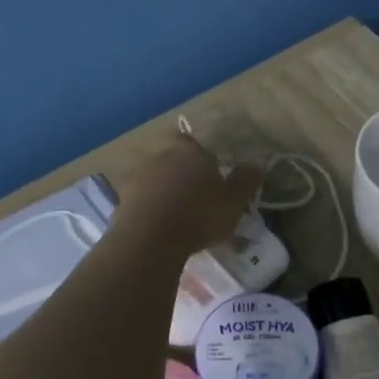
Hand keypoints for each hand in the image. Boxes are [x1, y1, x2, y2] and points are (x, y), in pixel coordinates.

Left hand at [118, 136, 264, 254]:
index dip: (196, 152)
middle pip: (169, 157)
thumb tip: (257, 164)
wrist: (150, 239)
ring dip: (160, 189)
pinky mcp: (121, 201)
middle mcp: (158, 156)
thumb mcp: (233, 201)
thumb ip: (245, 181)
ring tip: (174, 211)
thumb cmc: (199, 214)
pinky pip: (138, 199)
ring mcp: (135, 178)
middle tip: (192, 193)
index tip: (206, 168)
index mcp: (187, 151)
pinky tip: (157, 225)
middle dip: (178, 171)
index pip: (189, 139)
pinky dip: (147, 207)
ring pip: (151, 177)